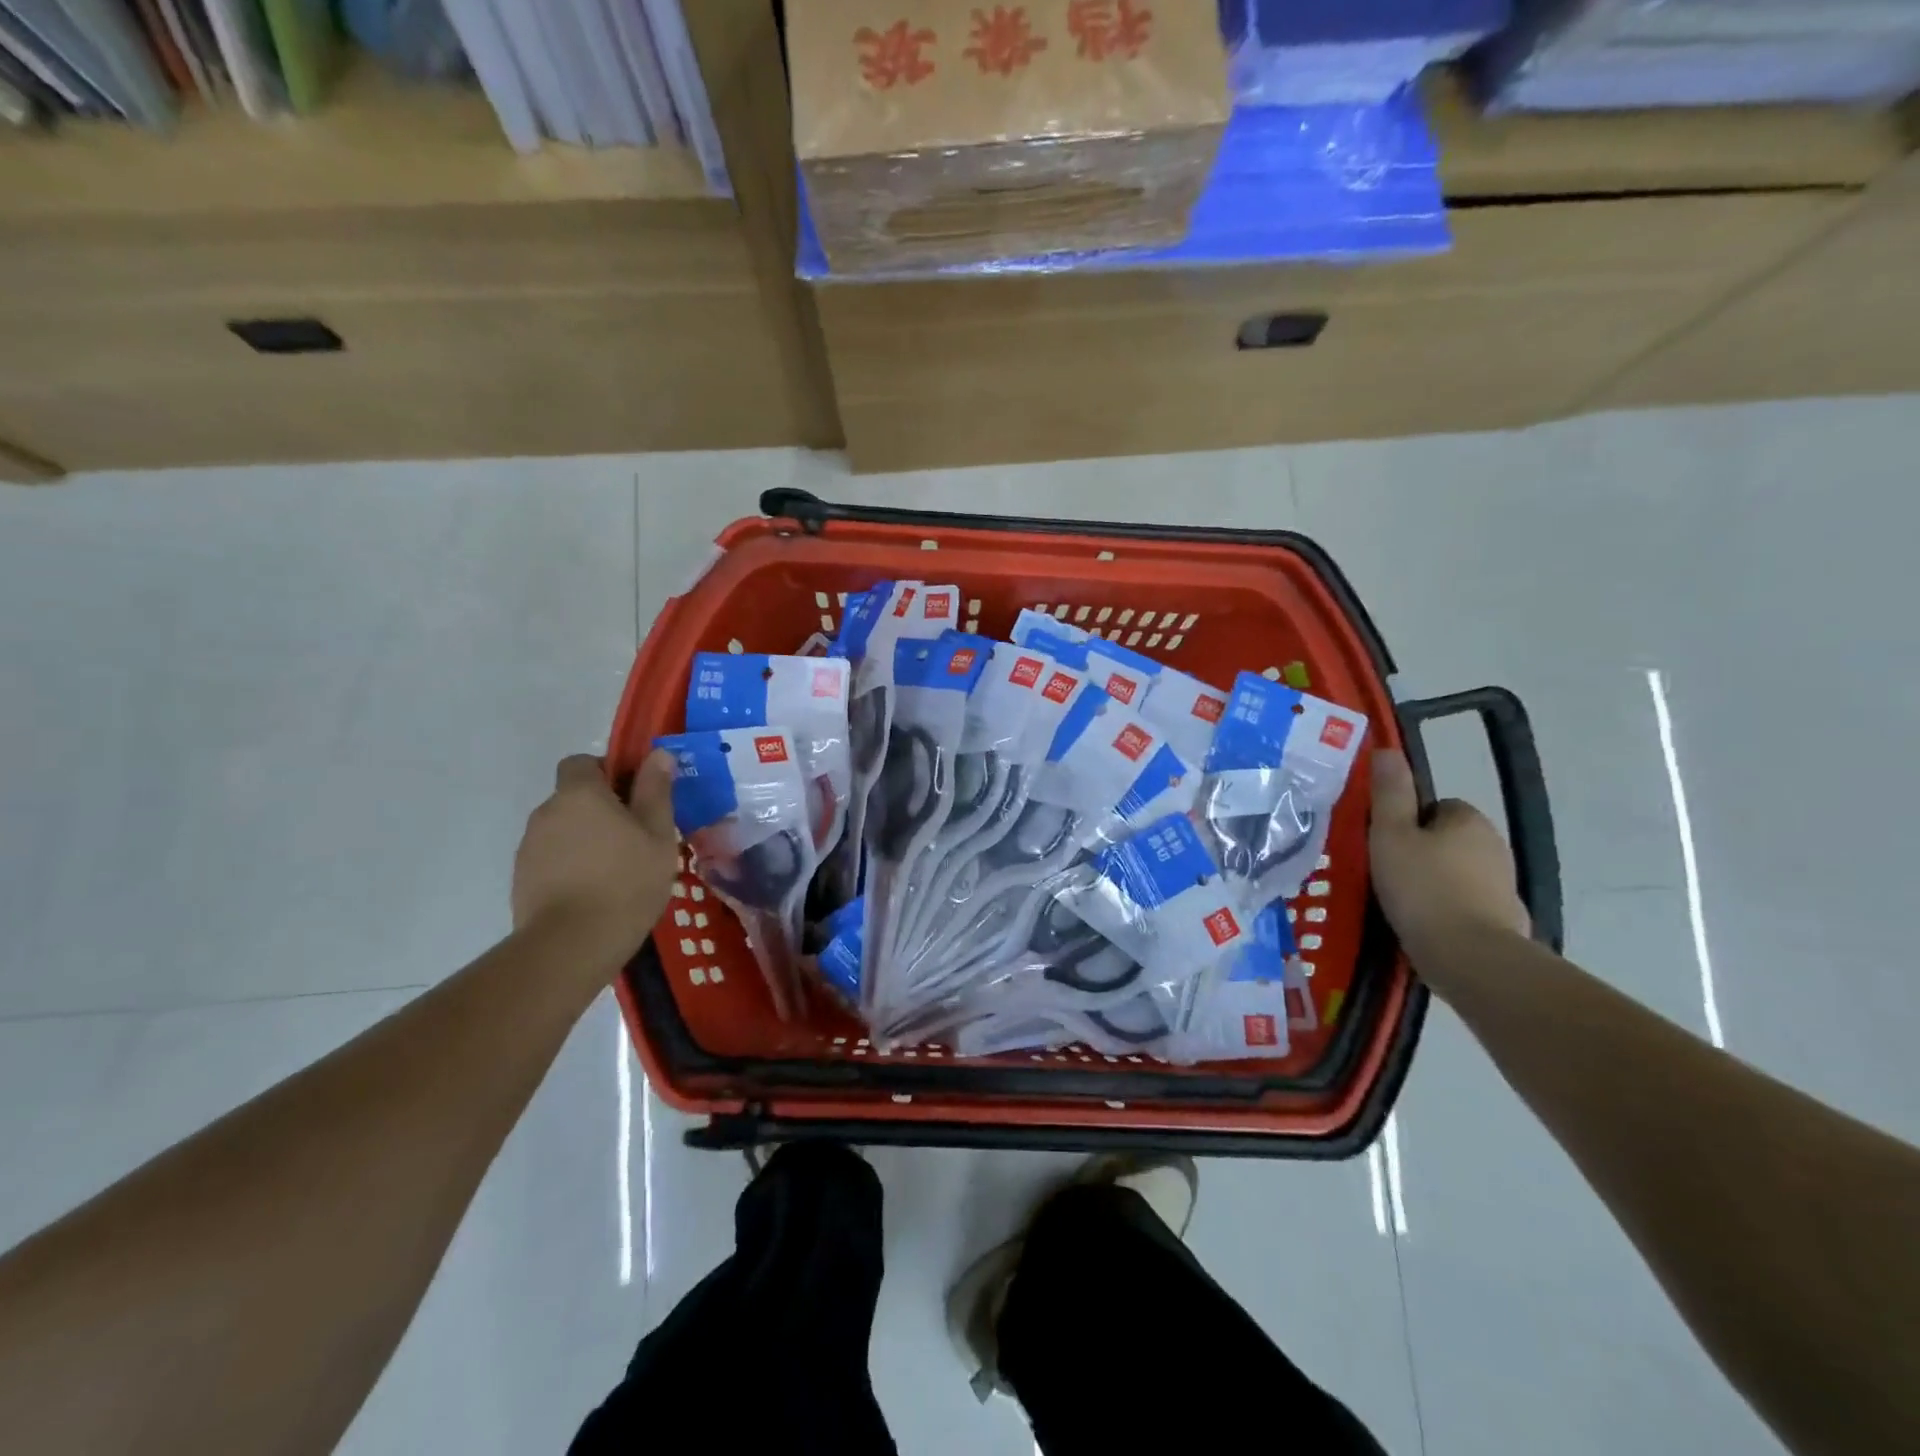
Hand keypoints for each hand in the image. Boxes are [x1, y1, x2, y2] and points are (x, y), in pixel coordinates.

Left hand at [512, 751, 679, 957]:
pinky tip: (596, 893)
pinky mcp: (522, 879)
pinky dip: (572, 866)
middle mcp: (546, 812)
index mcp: (579, 794)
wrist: (571, 945)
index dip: (608, 772)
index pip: (583, 762)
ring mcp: (529, 847)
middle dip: (602, 810)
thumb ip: (656, 791)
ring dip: (587, 839)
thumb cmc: (626, 881)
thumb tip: (658, 755)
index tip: (635, 797)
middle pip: (574, 797)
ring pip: (564, 830)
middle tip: (636, 838)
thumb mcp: (658, 834)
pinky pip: (553, 859)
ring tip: (618, 872)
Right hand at [1369, 748, 1527, 955]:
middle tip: (1385, 873)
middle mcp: (1494, 845)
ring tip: (1400, 903)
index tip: (1384, 845)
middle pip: (1445, 839)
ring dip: (1433, 882)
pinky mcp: (1504, 920)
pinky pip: (1466, 904)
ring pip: (1456, 873)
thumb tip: (1387, 749)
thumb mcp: (1390, 834)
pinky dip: (1447, 911)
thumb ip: (1389, 792)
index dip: (1405, 822)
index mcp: (1468, 819)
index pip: (1433, 807)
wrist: (1469, 957)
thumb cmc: (1422, 887)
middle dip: (1420, 853)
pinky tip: (1424, 926)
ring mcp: (1503, 885)